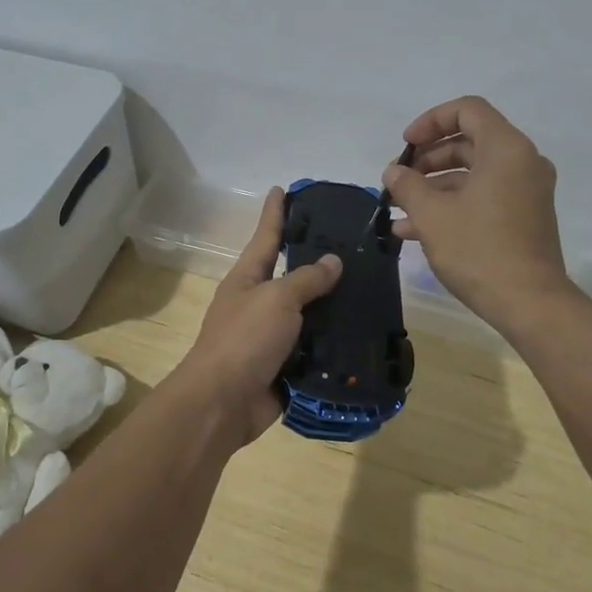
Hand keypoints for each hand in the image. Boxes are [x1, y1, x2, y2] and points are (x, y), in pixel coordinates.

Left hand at [175, 187, 342, 444]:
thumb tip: (332, 261)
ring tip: (368, 288)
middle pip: (291, 275)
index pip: (266, 236)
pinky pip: (314, 348)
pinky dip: (334, 343)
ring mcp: (270, 336)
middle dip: (316, 261)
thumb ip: (306, 279)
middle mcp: (258, 303)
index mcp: (248, 278)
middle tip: (351, 244)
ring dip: (332, 306)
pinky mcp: (284, 366)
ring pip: (307, 314)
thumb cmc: (245, 339)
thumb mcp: (277, 299)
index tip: (283, 189)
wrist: (223, 403)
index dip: (276, 213)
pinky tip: (362, 334)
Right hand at [382, 95, 571, 336]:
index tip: (406, 146)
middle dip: (429, 158)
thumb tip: (394, 172)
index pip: (467, 110)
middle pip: (469, 141)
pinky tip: (416, 230)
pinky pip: (484, 196)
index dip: (431, 121)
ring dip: (435, 186)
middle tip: (400, 179)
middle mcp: (523, 162)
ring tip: (400, 210)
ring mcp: (526, 192)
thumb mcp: (433, 215)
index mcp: (506, 149)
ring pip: (474, 173)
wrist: (530, 303)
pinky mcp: (524, 218)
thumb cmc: (479, 250)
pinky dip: (453, 204)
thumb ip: (408, 185)